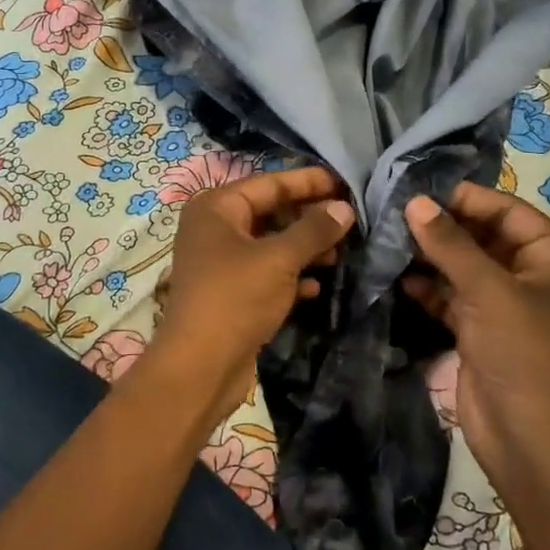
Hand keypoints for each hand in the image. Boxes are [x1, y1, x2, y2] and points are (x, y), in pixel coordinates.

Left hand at [149, 166, 354, 427]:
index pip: (270, 183)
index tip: (346, 183)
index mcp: (217, 207)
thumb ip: (314, 230)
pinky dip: (290, 275)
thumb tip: (344, 208)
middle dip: (309, 217)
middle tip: (350, 220)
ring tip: (341, 253)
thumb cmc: (236, 298)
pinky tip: (317, 286)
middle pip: (270, 212)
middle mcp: (215, 228)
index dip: (309, 182)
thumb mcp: (279, 259)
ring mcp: (220, 261)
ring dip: (304, 248)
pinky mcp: (229, 292)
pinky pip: (265, 272)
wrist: (199, 367)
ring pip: (270, 244)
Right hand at [404, 184, 549, 547]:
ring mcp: (510, 307)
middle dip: (443, 227)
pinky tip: (398, 278)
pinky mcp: (484, 332)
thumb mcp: (488, 292)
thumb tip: (415, 202)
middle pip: (485, 238)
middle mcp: (537, 278)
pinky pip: (455, 297)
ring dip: (432, 257)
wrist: (531, 444)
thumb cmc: (524, 355)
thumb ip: (450, 243)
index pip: (508, 211)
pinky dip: (430, 288)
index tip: (417, 188)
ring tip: (388, 240)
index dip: (465, 198)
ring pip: (466, 268)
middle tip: (394, 212)